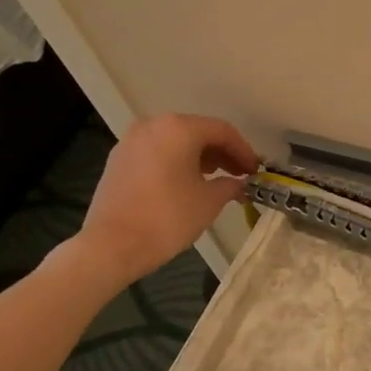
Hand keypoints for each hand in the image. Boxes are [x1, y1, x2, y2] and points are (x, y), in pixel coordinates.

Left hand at [73, 114, 259, 283]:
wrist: (113, 244)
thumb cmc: (168, 217)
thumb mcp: (210, 201)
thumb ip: (230, 185)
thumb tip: (239, 183)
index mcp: (178, 129)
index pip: (222, 131)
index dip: (244, 151)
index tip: (257, 171)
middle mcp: (153, 125)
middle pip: (198, 132)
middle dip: (223, 153)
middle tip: (241, 175)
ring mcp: (132, 141)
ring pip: (176, 142)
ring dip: (201, 157)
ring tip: (218, 181)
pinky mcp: (119, 159)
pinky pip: (158, 152)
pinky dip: (178, 162)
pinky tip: (189, 184)